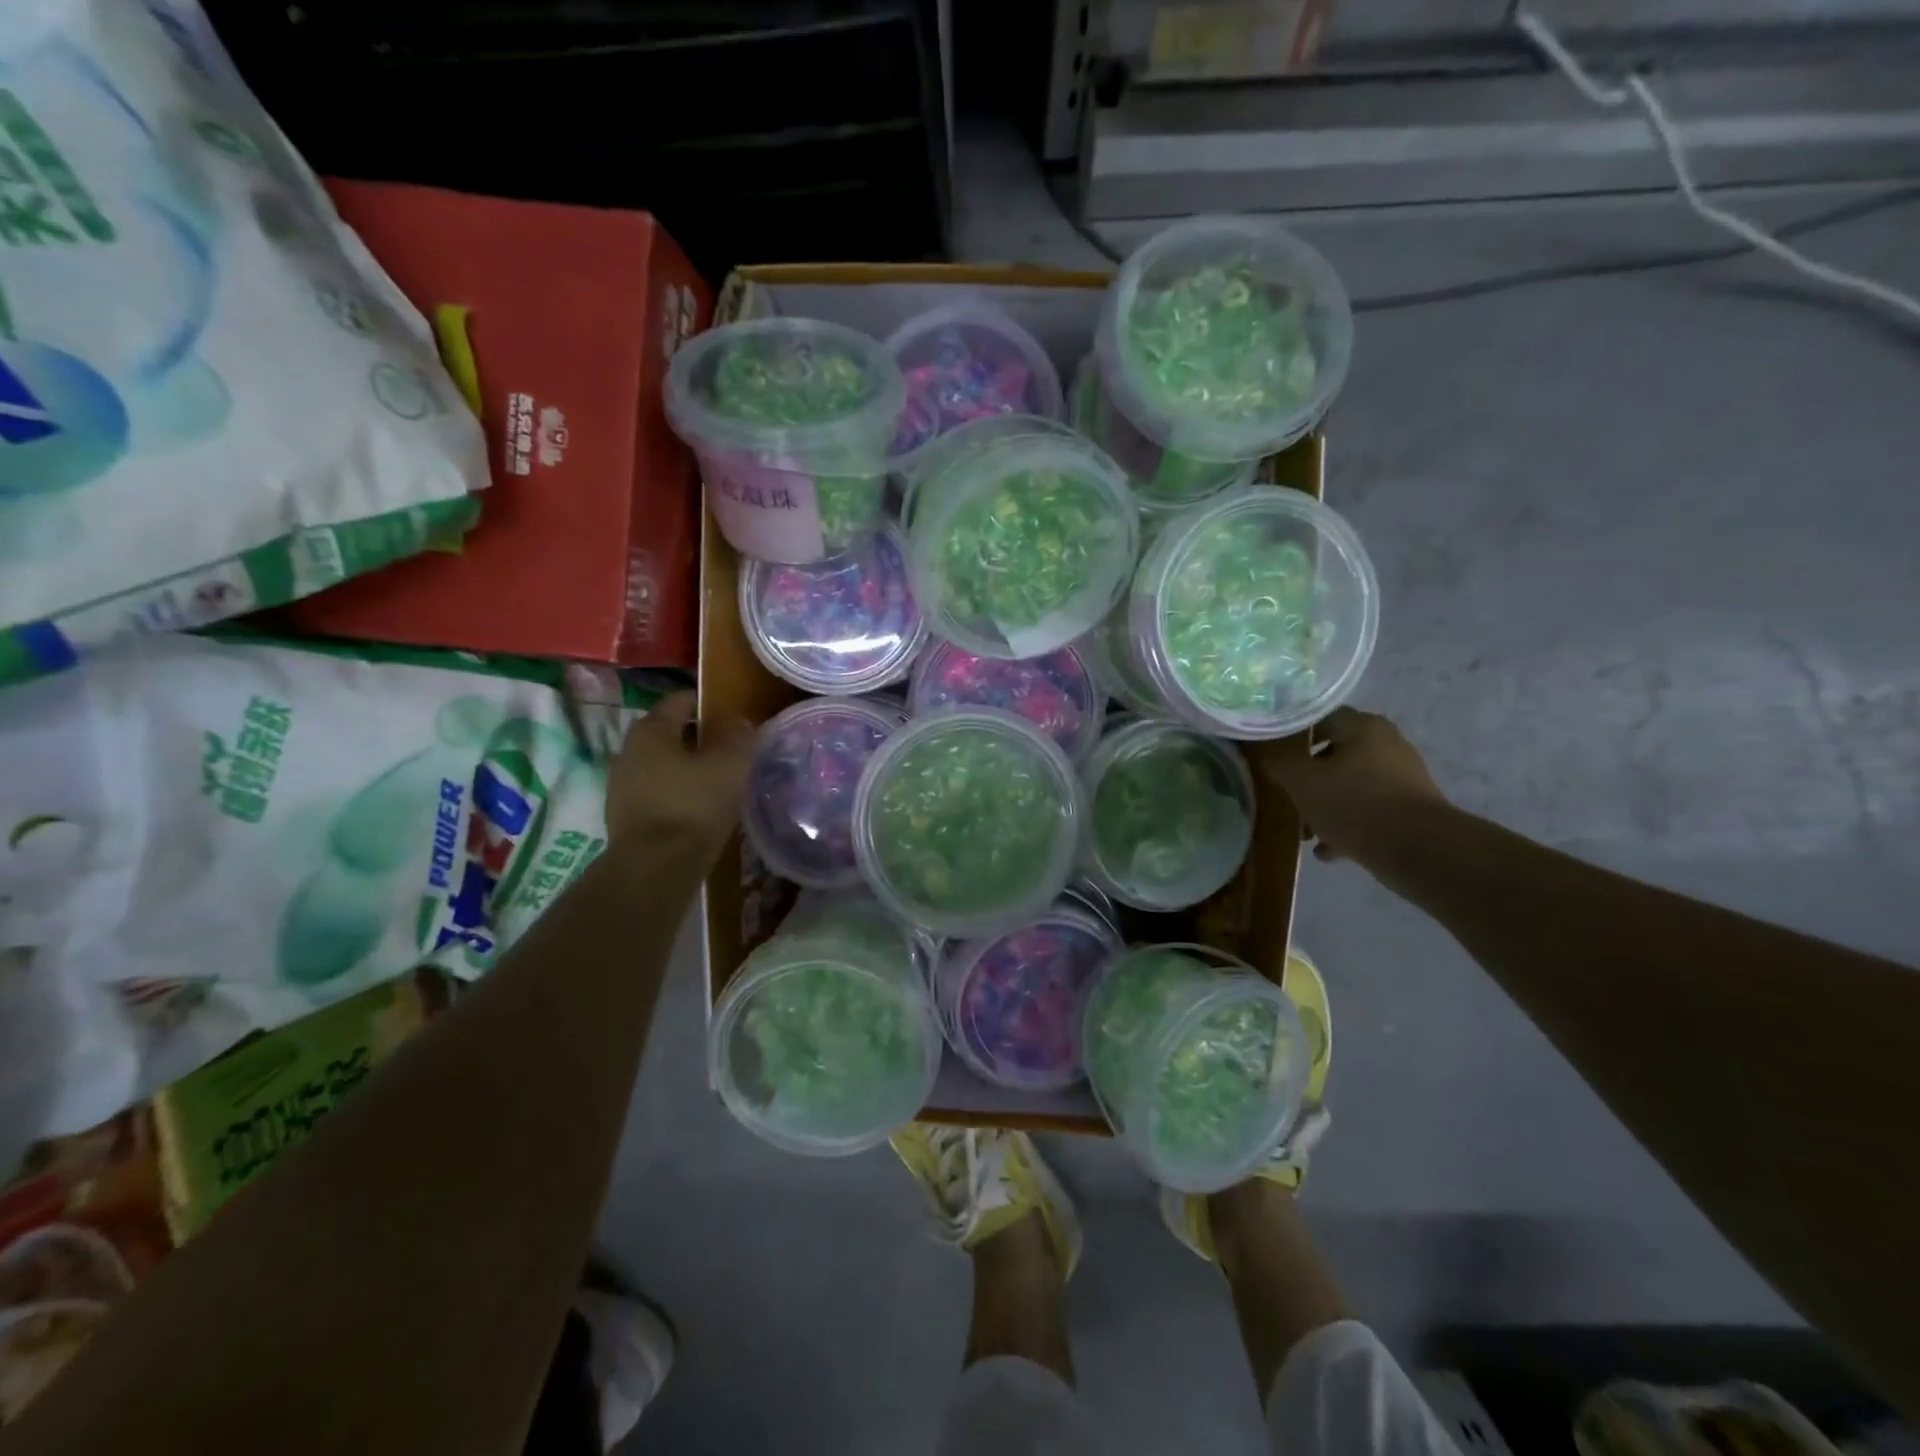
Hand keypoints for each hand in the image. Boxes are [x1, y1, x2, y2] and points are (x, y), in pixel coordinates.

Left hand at [604, 692, 752, 861]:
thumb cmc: (694, 805)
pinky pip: (655, 792)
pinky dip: (675, 793)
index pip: (680, 700)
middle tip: (728, 751)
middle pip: (668, 733)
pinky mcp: (623, 817)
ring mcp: (620, 785)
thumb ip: (737, 737)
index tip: (732, 718)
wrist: (655, 867)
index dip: (707, 704)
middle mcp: (628, 750)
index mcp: (651, 730)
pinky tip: (696, 808)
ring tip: (715, 782)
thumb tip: (737, 722)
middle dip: (697, 738)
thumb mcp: (730, 765)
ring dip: (685, 768)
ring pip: (660, 764)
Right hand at [1263, 708, 1448, 863]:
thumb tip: (1269, 758)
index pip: (1321, 718)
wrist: (1417, 849)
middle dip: (1309, 778)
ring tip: (1305, 832)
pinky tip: (1327, 850)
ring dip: (1326, 805)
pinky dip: (1347, 825)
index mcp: (1363, 727)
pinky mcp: (1409, 809)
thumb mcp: (1302, 782)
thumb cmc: (1353, 803)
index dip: (1294, 735)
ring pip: (1351, 786)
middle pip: (1335, 755)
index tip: (1275, 755)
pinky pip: (1369, 811)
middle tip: (1288, 795)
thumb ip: (1280, 765)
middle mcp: (1387, 744)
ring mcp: (1402, 778)